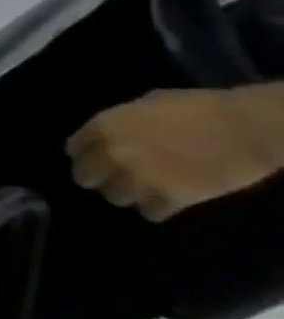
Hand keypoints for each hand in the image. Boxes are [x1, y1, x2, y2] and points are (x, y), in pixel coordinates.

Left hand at [68, 88, 274, 221]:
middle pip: (85, 178)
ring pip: (115, 197)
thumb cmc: (196, 108)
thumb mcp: (143, 105)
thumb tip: (116, 131)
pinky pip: (150, 213)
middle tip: (117, 178)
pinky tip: (167, 201)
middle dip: (99, 178)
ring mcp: (138, 178)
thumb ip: (121, 122)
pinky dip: (157, 209)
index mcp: (101, 128)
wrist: (243, 128)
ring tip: (144, 189)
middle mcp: (110, 154)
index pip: (74, 149)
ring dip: (128, 194)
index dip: (85, 155)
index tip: (96, 159)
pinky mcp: (170, 198)